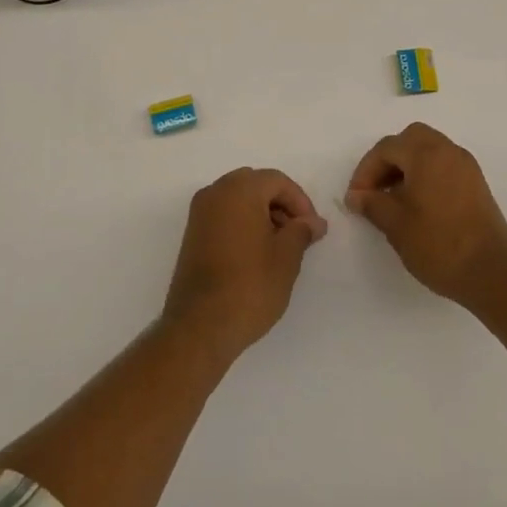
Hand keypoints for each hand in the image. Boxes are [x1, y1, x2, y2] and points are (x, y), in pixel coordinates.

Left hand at [162, 168, 327, 360]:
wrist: (200, 326)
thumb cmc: (250, 286)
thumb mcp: (286, 257)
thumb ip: (302, 231)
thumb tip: (314, 221)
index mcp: (239, 190)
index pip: (277, 181)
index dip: (300, 201)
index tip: (313, 229)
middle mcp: (215, 192)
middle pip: (256, 185)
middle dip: (280, 205)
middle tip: (298, 234)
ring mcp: (199, 213)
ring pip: (238, 199)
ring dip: (262, 214)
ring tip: (280, 247)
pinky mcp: (192, 234)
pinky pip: (223, 215)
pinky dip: (243, 224)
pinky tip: (256, 253)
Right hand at [346, 123, 506, 310]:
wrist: (492, 274)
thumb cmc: (439, 245)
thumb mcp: (396, 225)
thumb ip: (372, 203)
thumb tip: (356, 195)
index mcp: (427, 154)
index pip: (387, 148)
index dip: (366, 170)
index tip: (356, 198)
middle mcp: (449, 151)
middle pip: (410, 139)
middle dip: (388, 160)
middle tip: (375, 188)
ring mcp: (467, 166)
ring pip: (429, 150)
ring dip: (407, 166)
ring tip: (393, 198)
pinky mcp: (477, 184)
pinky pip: (444, 165)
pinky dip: (426, 174)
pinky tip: (417, 204)